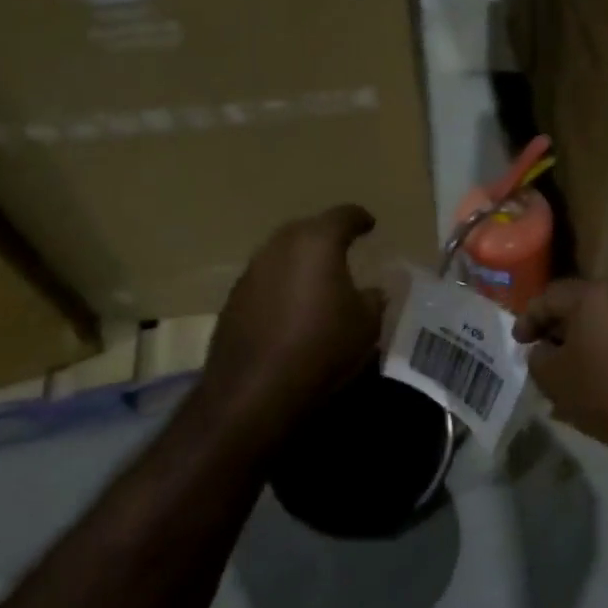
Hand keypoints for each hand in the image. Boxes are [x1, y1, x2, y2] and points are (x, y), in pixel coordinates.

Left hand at [205, 205, 384, 420]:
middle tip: (344, 248)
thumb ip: (373, 299)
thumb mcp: (366, 325)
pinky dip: (282, 285)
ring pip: (282, 254)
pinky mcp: (233, 300)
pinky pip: (265, 280)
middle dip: (326, 235)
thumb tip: (372, 291)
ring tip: (318, 279)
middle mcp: (280, 247)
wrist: (254, 391)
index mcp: (317, 243)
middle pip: (307, 229)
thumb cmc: (321, 348)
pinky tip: (292, 307)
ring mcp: (251, 272)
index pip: (343, 216)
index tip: (370, 224)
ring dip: (300, 261)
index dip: (359, 218)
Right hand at [513, 279, 607, 461]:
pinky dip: (600, 351)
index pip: (550, 297)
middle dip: (555, 329)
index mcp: (594, 294)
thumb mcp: (553, 377)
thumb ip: (538, 357)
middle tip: (539, 353)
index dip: (528, 319)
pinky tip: (590, 380)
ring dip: (579, 342)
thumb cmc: (604, 391)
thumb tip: (545, 350)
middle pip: (578, 305)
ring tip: (563, 371)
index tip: (518, 343)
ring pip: (600, 323)